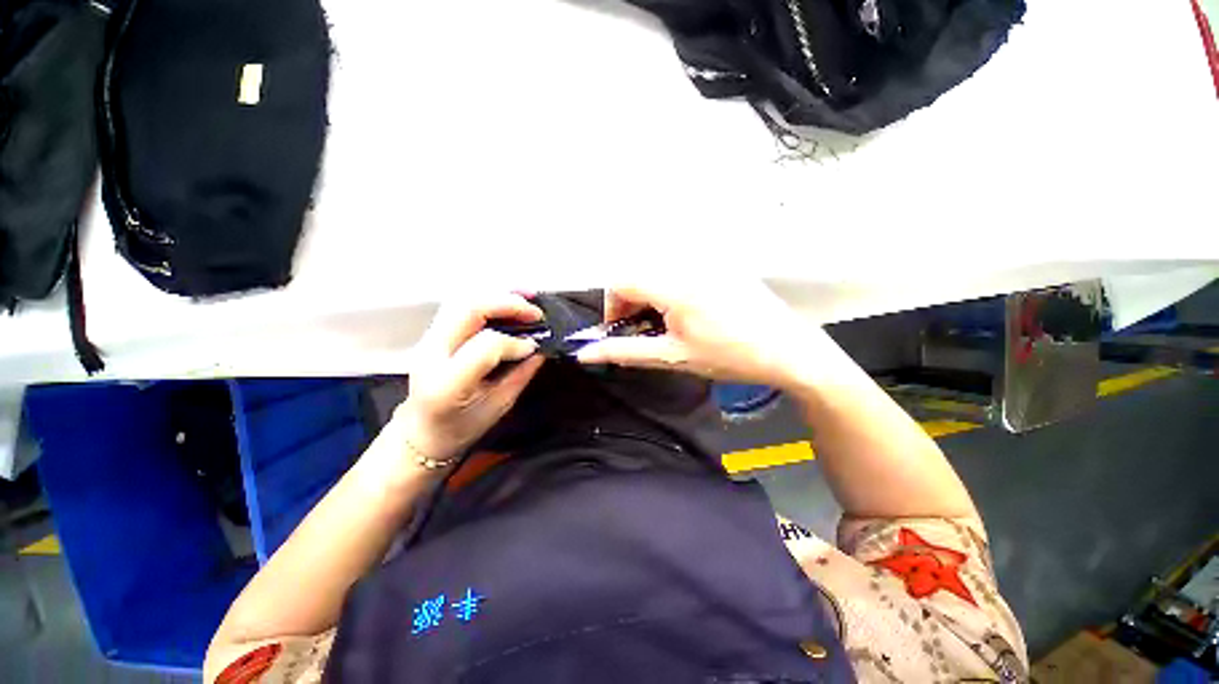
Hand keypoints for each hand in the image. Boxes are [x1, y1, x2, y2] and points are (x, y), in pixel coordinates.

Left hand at [390, 294, 545, 470]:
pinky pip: (461, 306)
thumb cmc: (461, 428)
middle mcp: (431, 354)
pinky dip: (488, 299)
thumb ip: (520, 375)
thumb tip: (540, 348)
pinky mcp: (433, 333)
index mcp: (447, 382)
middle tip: (535, 312)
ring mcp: (428, 340)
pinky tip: (508, 300)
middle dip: (507, 303)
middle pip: (468, 309)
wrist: (420, 433)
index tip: (534, 347)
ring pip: (462, 300)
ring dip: (498, 295)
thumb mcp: (498, 407)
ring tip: (527, 297)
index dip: (515, 342)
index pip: (486, 345)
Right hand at [576, 282, 824, 387]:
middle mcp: (687, 264)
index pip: (620, 282)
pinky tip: (687, 313)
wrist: (789, 351)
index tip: (620, 332)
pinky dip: (670, 291)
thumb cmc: (729, 356)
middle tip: (643, 332)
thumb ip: (625, 351)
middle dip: (630, 304)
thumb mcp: (673, 357)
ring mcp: (707, 261)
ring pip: (658, 273)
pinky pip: (680, 271)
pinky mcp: (720, 265)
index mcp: (673, 285)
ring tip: (665, 325)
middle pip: (638, 275)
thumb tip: (585, 353)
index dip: (612, 308)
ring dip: (649, 298)